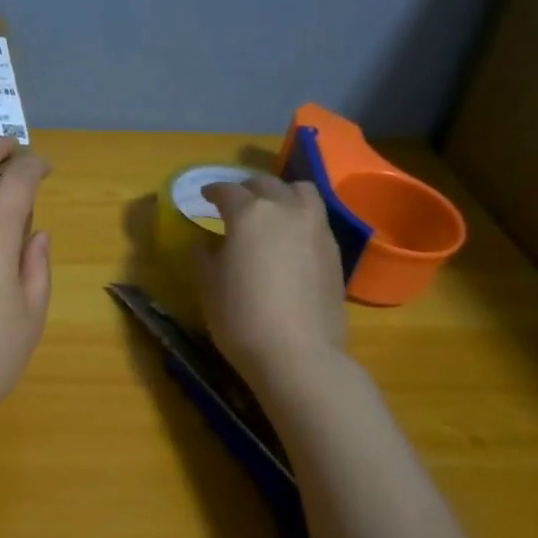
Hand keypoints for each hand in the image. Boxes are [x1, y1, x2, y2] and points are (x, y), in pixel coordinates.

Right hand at [195, 177, 347, 383]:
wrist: (297, 354)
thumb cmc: (240, 317)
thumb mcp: (208, 285)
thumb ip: (204, 256)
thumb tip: (205, 242)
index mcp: (250, 214)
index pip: (227, 191)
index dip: (212, 191)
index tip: (204, 196)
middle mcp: (286, 211)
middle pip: (267, 184)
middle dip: (247, 188)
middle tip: (234, 201)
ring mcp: (315, 229)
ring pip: (301, 192)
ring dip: (281, 193)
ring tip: (270, 209)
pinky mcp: (334, 251)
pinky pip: (316, 217)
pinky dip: (300, 215)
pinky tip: (289, 237)